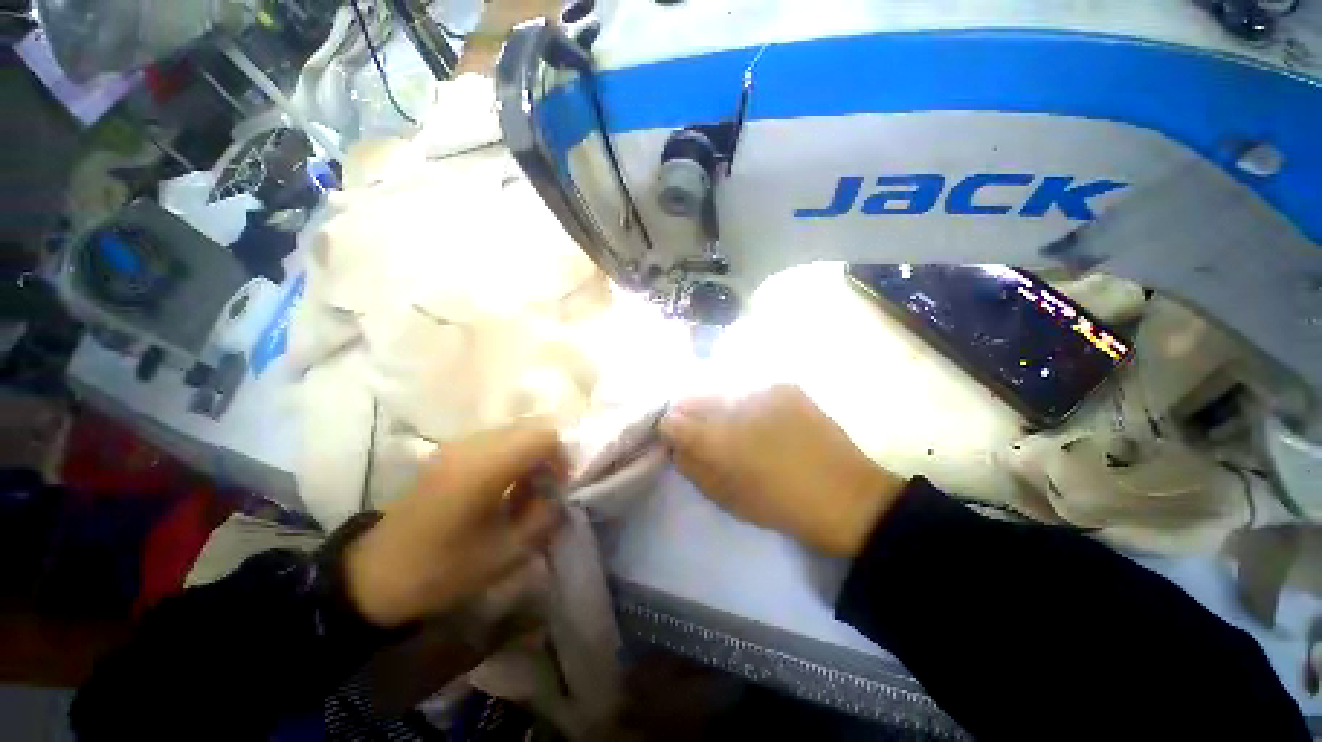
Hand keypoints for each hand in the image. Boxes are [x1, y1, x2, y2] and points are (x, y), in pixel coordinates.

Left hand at [345, 422, 565, 627]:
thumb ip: (543, 518)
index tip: (558, 488)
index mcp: (487, 466)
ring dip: (530, 453)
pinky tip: (502, 485)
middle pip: (532, 427)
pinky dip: (511, 454)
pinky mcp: (448, 452)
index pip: (545, 436)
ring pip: (515, 431)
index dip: (562, 458)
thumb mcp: (505, 554)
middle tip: (545, 488)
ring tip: (524, 488)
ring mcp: (458, 445)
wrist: (374, 576)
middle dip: (548, 454)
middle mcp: (473, 444)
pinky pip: (495, 439)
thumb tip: (560, 496)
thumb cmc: (441, 569)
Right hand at [660, 385, 906, 555]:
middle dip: (693, 415)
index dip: (670, 429)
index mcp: (717, 438)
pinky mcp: (785, 386)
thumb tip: (676, 444)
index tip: (677, 439)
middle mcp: (734, 404)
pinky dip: (748, 403)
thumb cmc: (780, 504)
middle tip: (706, 432)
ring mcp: (762, 389)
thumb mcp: (726, 497)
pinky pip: (751, 390)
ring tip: (738, 425)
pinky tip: (764, 419)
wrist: (847, 495)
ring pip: (722, 392)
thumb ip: (692, 466)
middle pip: (694, 399)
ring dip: (721, 408)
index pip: (672, 419)